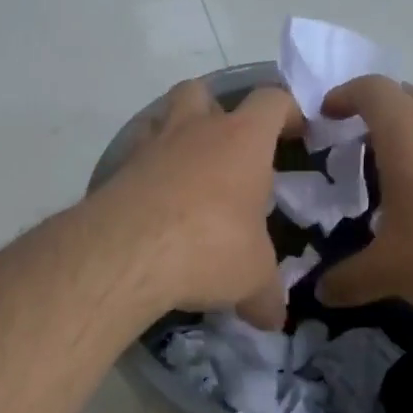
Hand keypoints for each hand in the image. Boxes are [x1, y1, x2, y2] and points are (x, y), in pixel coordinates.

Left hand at [97, 79, 300, 328]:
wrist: (126, 252)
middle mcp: (194, 130)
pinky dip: (147, 173)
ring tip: (188, 175)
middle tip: (229, 152)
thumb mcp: (251, 278)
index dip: (288, 112)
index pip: (272, 101)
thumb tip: (274, 320)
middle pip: (204, 92)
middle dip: (218, 111)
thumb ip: (266, 295)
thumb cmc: (209, 247)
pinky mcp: (116, 171)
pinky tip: (154, 207)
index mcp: (242, 140)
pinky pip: (135, 158)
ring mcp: (150, 146)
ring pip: (162, 116)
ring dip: (176, 135)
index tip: (296, 134)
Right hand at [315, 76, 412, 321]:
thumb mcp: (387, 272)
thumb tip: (322, 292)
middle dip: (383, 112)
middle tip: (364, 144)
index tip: (329, 114)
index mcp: (408, 134)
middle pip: (410, 95)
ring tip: (410, 167)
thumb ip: (347, 279)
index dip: (345, 95)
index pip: (372, 90)